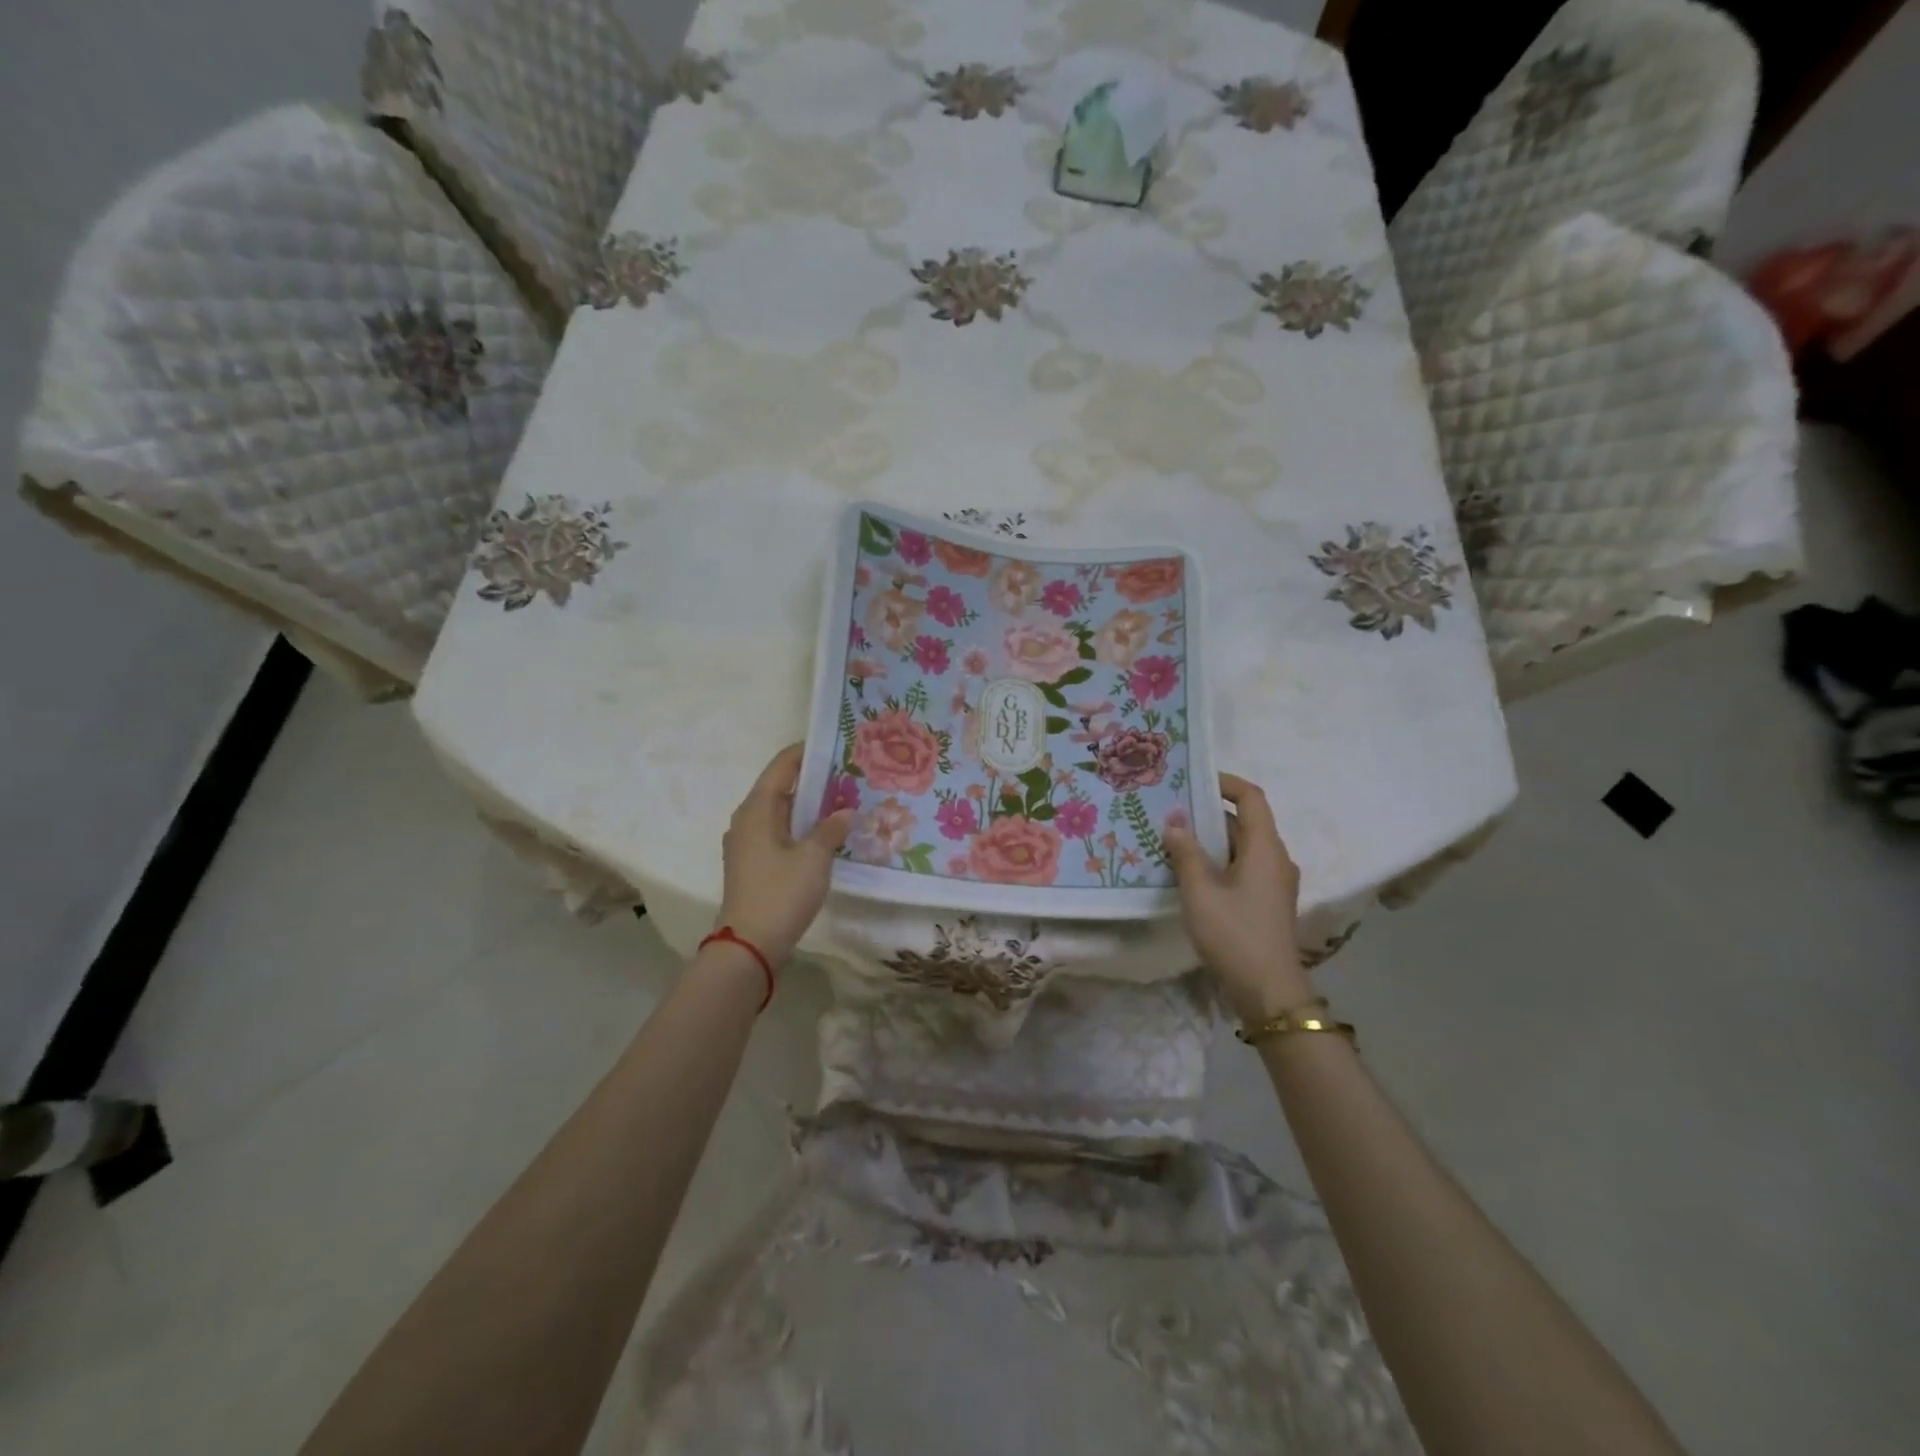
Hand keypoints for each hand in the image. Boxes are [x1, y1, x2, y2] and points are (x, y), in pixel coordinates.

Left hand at [715, 744, 853, 968]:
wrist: (750, 945)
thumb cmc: (781, 893)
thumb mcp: (814, 858)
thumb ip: (831, 829)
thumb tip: (845, 811)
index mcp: (757, 809)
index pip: (782, 766)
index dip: (807, 752)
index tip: (835, 744)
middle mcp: (747, 819)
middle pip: (780, 787)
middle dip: (812, 779)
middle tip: (848, 773)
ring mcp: (747, 843)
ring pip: (780, 812)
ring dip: (808, 806)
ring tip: (842, 799)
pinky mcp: (752, 863)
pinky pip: (778, 832)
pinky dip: (800, 826)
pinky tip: (825, 833)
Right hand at [1164, 774, 1314, 1022]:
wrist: (1268, 991)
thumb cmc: (1234, 933)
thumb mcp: (1200, 891)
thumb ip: (1185, 853)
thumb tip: (1174, 823)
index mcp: (1265, 848)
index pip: (1251, 798)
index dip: (1225, 782)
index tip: (1194, 780)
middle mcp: (1275, 858)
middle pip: (1245, 822)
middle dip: (1209, 813)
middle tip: (1171, 811)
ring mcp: (1275, 882)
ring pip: (1242, 847)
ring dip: (1211, 840)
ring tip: (1173, 840)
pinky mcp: (1268, 902)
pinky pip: (1243, 868)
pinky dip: (1218, 861)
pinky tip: (1189, 873)